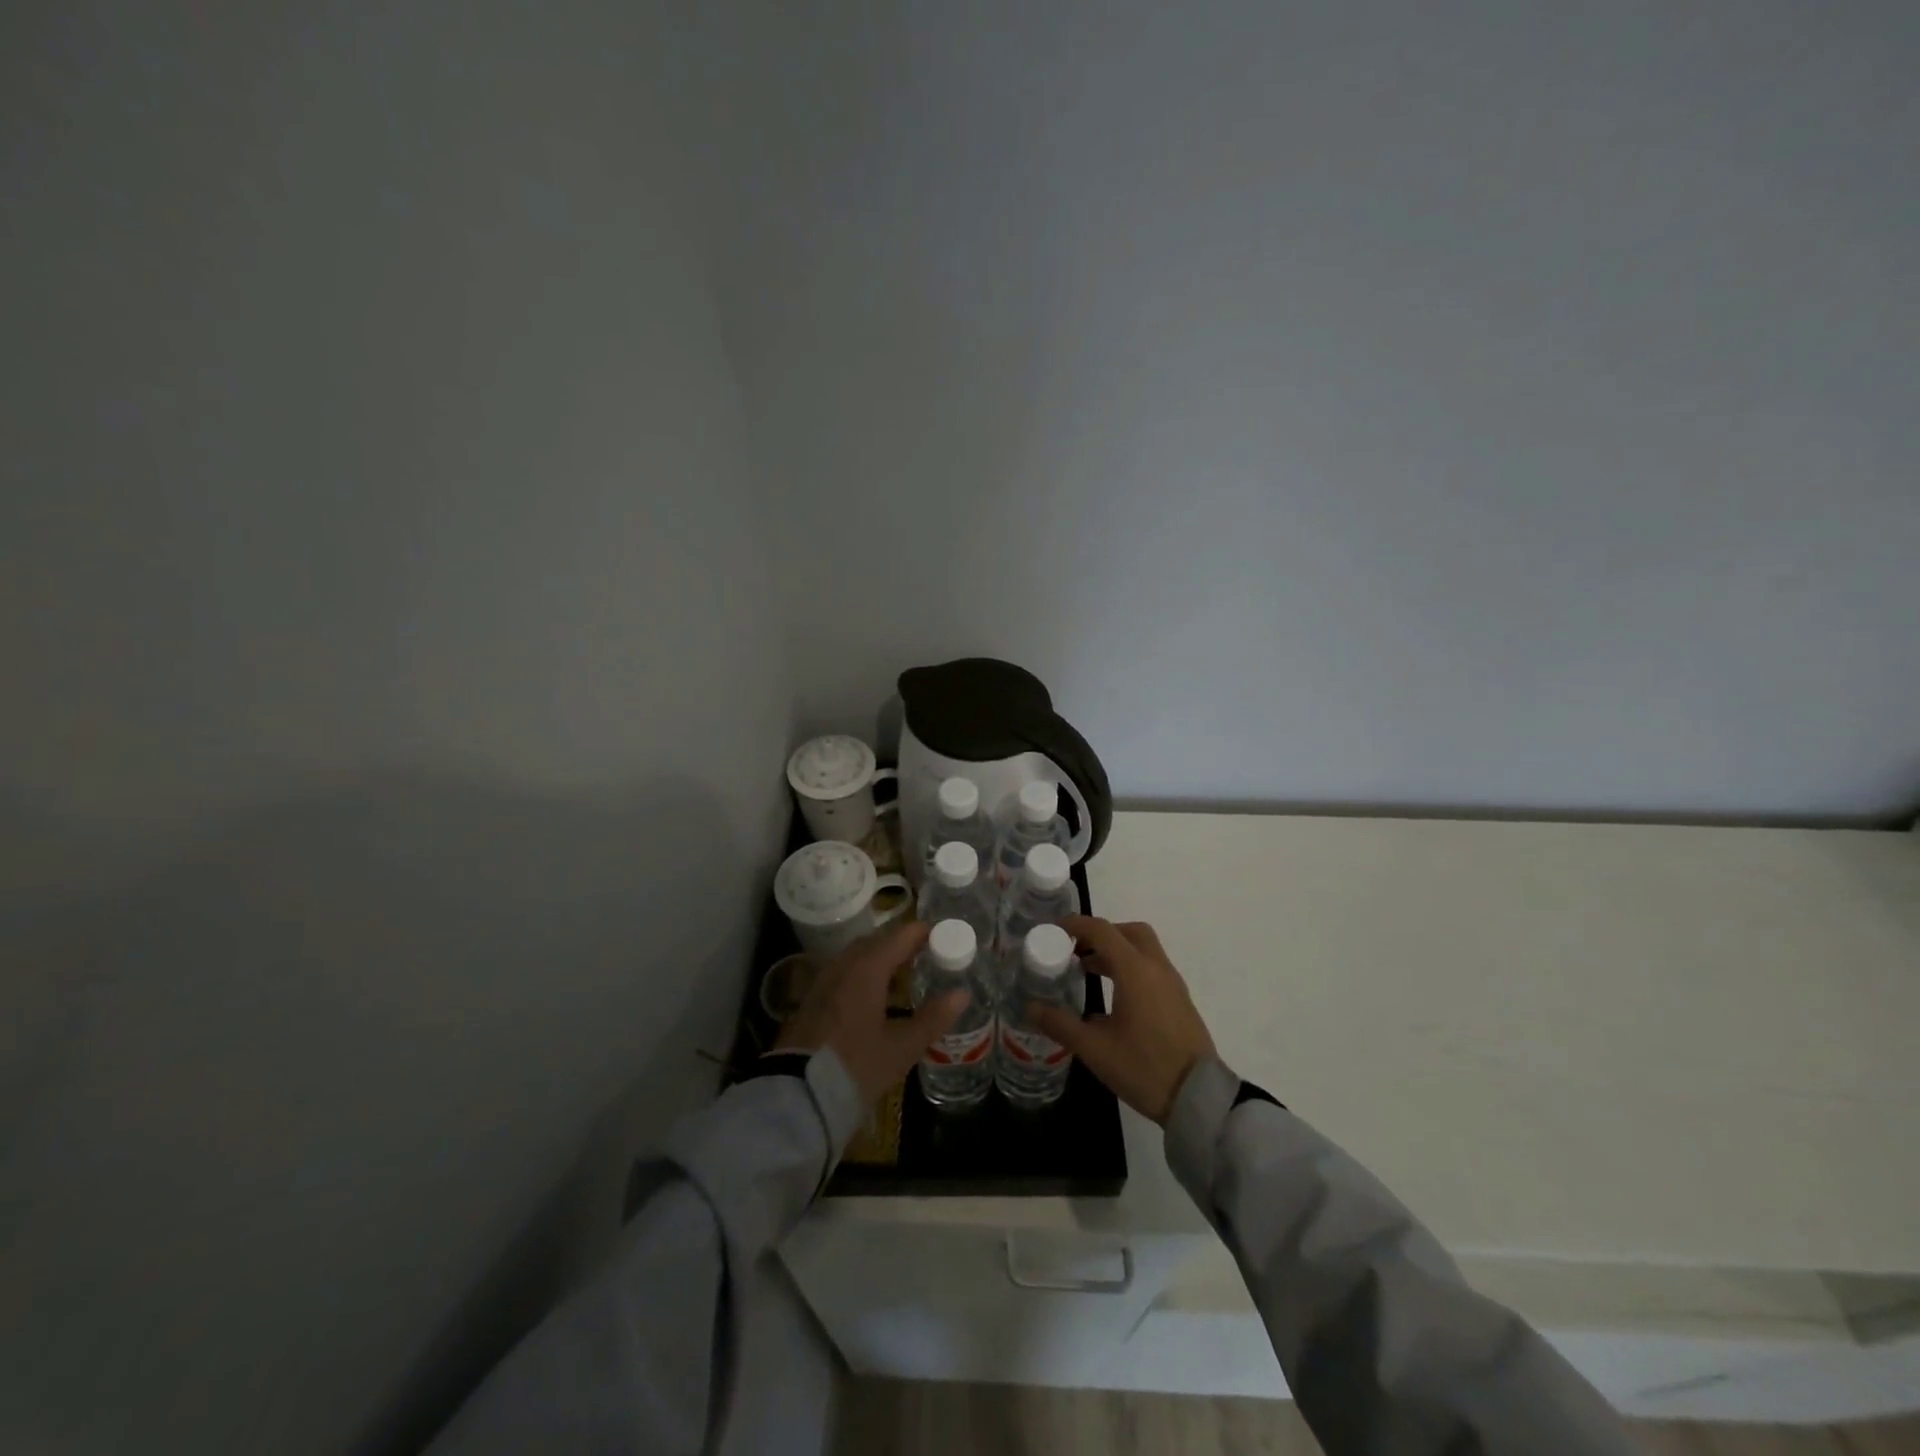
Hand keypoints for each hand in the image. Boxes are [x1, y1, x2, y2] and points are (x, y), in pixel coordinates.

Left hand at [773, 920, 967, 1106]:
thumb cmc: (855, 1067)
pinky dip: (861, 972)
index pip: (900, 936)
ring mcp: (823, 981)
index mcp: (867, 969)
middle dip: (900, 942)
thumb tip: (961, 994)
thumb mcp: (901, 1048)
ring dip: (879, 956)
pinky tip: (871, 993)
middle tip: (925, 952)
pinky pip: (842, 971)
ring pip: (856, 956)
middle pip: (876, 941)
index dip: (922, 932)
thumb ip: (932, 1018)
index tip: (942, 934)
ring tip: (901, 971)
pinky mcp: (811, 999)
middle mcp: (843, 966)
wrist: (797, 1095)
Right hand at [1029, 916, 1216, 1124]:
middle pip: (1128, 932)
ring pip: (1143, 949)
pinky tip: (1114, 996)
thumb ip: (1060, 1024)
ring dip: (1116, 951)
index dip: (1076, 925)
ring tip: (1088, 971)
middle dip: (1100, 934)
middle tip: (1076, 949)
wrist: (1200, 1098)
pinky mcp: (1179, 1000)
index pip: (1102, 930)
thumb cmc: (1144, 1068)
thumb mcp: (1095, 1049)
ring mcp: (1172, 984)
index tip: (1053, 930)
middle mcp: (1156, 968)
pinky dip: (1130, 967)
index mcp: (1135, 971)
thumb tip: (1030, 1007)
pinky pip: (1152, 968)